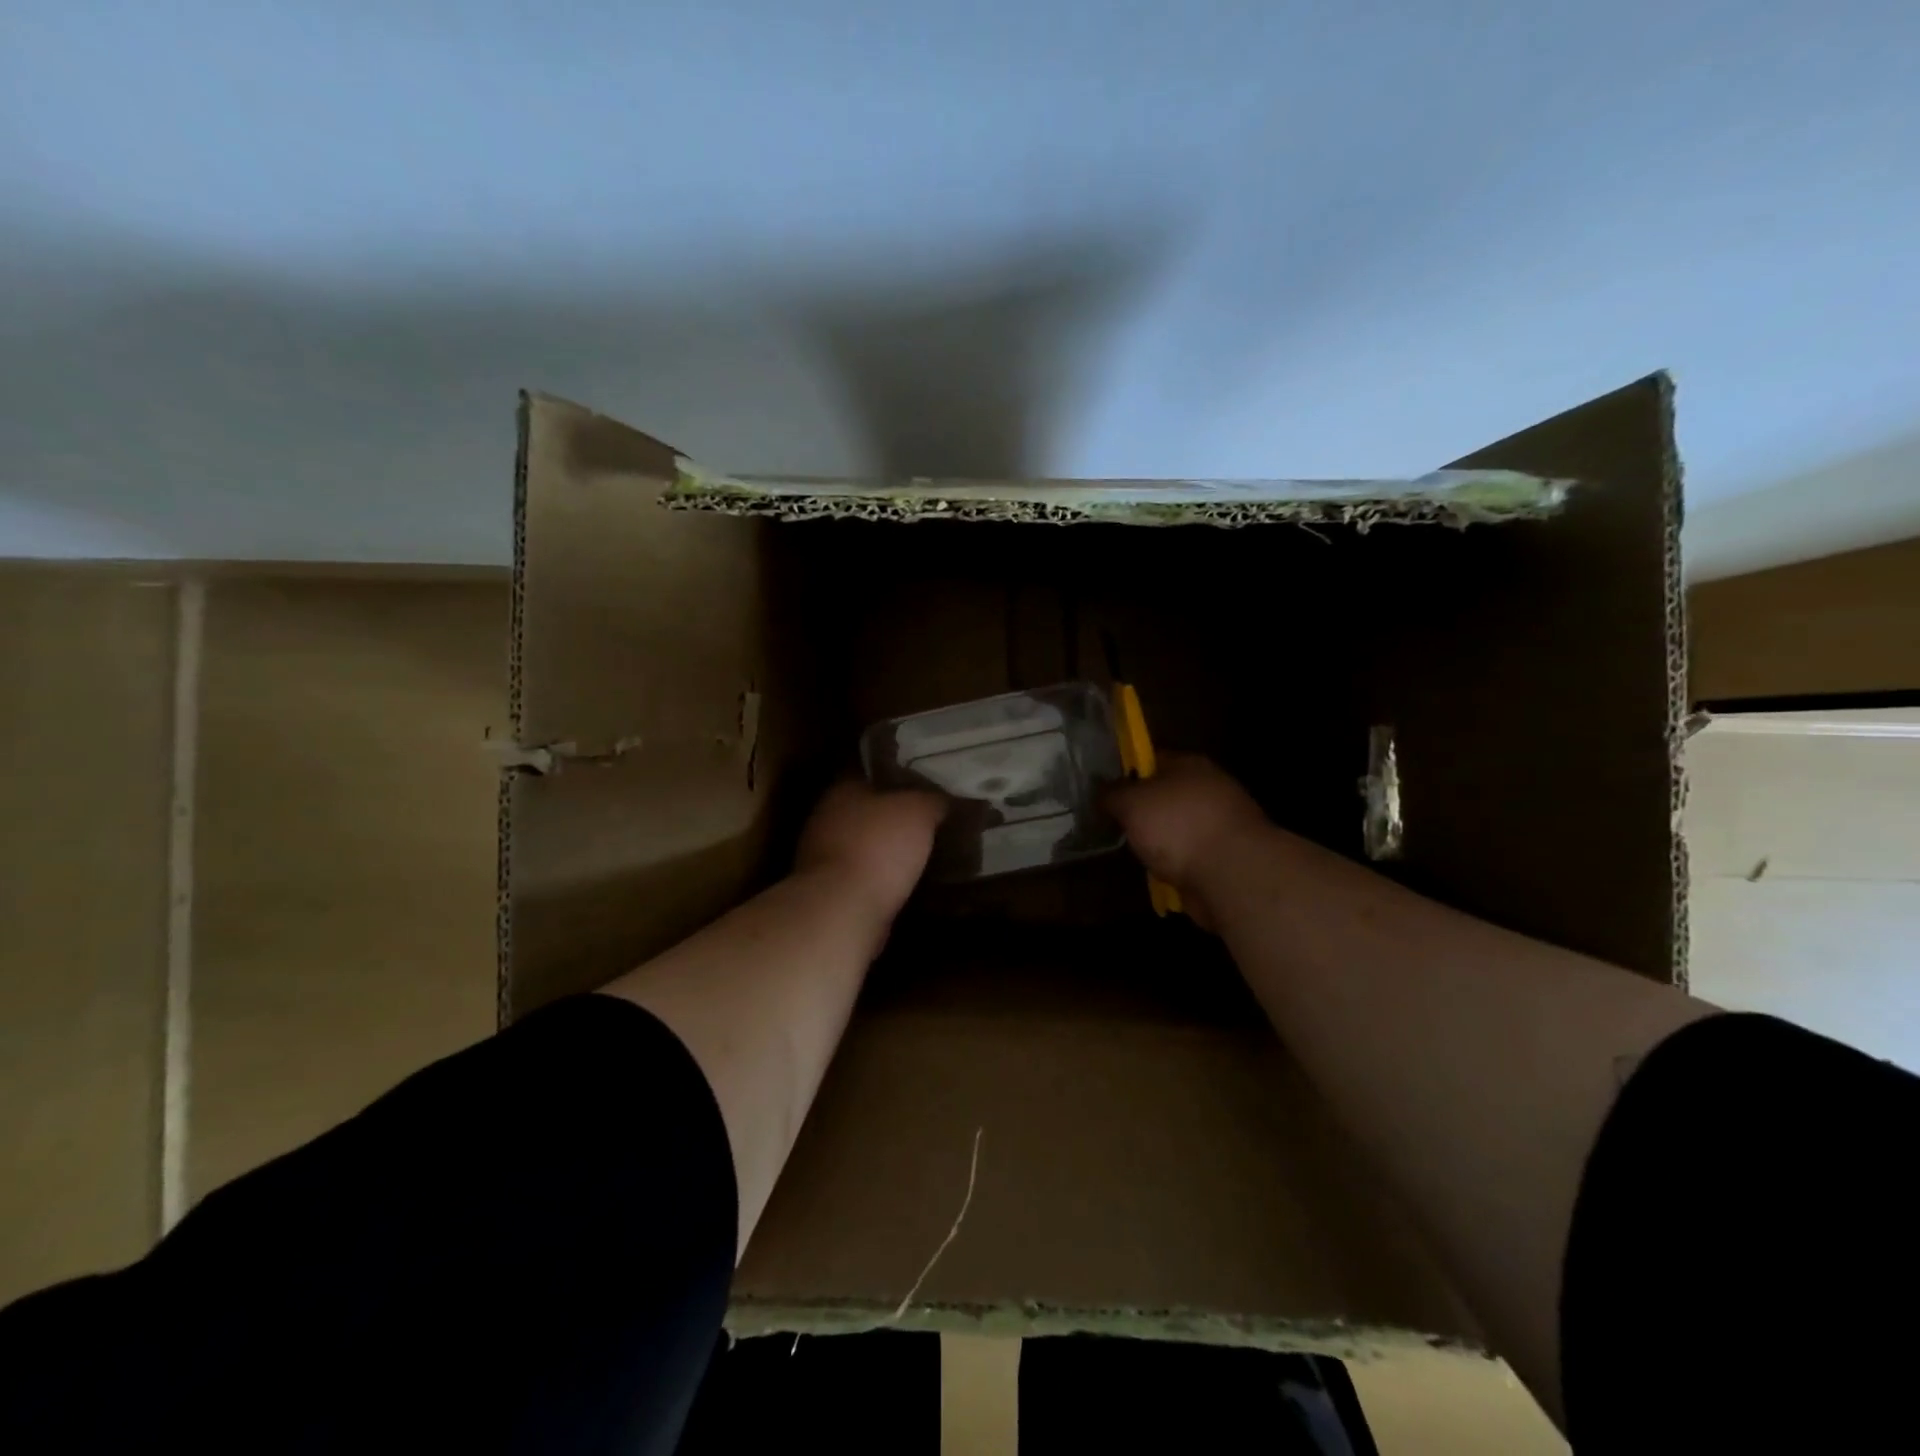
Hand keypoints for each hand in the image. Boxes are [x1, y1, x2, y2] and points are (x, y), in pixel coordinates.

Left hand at [795, 779, 945, 921]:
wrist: (843, 910)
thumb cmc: (879, 847)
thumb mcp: (919, 811)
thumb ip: (932, 799)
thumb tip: (942, 800)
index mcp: (842, 789)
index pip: (872, 773)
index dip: (900, 777)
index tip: (926, 785)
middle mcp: (826, 818)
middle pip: (867, 810)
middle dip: (894, 816)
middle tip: (930, 820)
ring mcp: (823, 857)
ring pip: (864, 844)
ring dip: (887, 849)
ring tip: (923, 852)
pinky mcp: (830, 890)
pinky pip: (863, 876)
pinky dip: (881, 878)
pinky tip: (906, 882)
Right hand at [1105, 753, 1268, 929]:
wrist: (1232, 874)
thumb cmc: (1177, 825)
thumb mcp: (1130, 802)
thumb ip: (1111, 794)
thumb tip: (1101, 791)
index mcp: (1189, 764)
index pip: (1152, 759)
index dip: (1127, 773)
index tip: (1105, 791)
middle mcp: (1208, 788)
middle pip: (1166, 794)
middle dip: (1143, 811)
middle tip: (1115, 824)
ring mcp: (1221, 823)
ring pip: (1178, 827)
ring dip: (1160, 841)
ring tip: (1135, 854)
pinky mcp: (1226, 856)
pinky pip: (1190, 855)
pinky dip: (1176, 864)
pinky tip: (1159, 873)